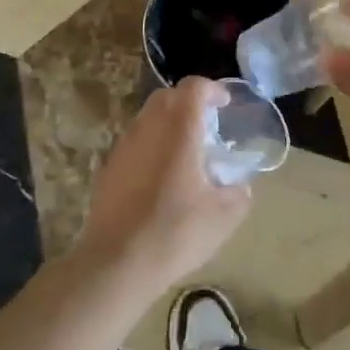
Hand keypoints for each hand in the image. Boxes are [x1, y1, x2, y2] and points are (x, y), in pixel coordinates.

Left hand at [75, 78, 251, 294]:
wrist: (116, 263)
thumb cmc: (175, 232)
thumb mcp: (222, 217)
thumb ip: (238, 195)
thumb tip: (241, 187)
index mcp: (179, 129)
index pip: (194, 87)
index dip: (212, 89)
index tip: (225, 103)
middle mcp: (148, 127)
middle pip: (167, 96)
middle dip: (188, 102)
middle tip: (207, 124)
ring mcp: (123, 146)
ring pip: (147, 118)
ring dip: (167, 124)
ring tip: (185, 152)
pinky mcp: (108, 168)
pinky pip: (134, 143)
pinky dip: (150, 146)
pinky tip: (160, 177)